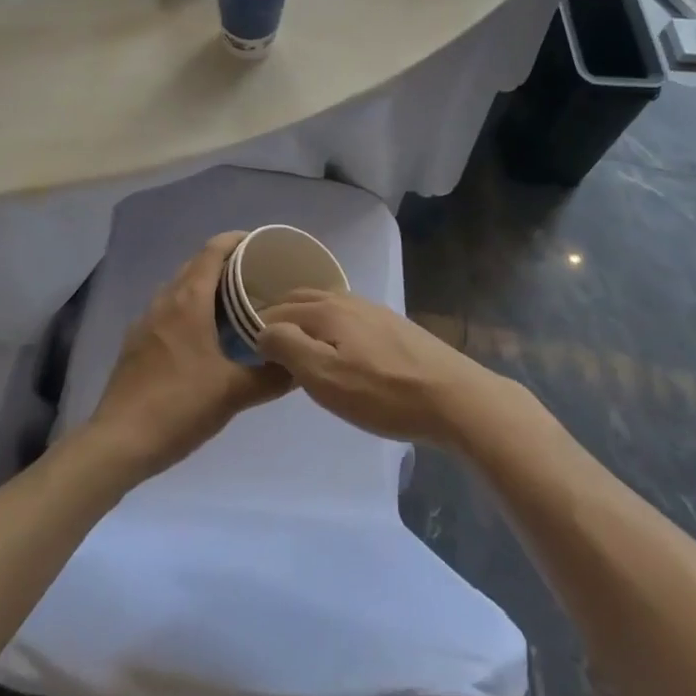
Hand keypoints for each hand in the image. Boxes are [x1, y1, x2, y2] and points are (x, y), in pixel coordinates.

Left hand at [85, 233, 291, 477]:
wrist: (119, 442)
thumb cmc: (179, 406)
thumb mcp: (234, 393)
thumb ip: (272, 376)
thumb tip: (301, 364)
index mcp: (188, 301)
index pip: (213, 251)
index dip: (237, 240)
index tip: (262, 244)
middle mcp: (165, 301)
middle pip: (196, 266)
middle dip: (225, 263)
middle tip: (258, 276)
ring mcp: (146, 322)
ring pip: (179, 288)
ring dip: (205, 286)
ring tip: (235, 303)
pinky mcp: (136, 343)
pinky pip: (168, 310)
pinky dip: (189, 308)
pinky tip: (204, 336)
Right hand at [254, 290, 502, 446]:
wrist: (453, 397)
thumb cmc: (383, 393)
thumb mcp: (325, 378)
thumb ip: (289, 348)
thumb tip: (263, 329)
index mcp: (327, 310)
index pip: (279, 308)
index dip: (257, 323)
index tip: (242, 343)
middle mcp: (348, 300)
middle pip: (303, 298)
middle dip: (279, 313)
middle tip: (262, 340)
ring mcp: (373, 311)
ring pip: (327, 305)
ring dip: (304, 317)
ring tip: (294, 343)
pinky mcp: (392, 326)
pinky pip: (346, 316)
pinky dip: (328, 324)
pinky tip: (335, 346)